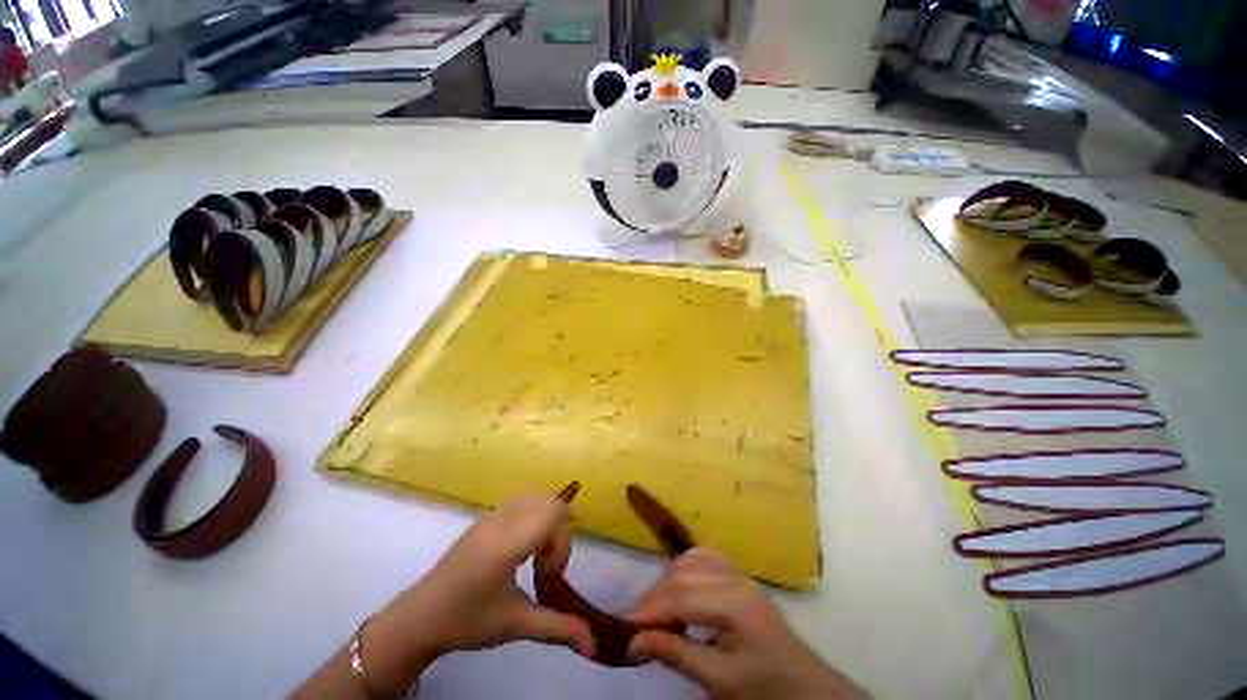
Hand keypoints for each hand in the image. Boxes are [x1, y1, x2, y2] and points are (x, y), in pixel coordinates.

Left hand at [361, 495, 594, 692]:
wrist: (419, 618)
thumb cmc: (468, 622)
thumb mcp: (516, 625)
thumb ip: (559, 628)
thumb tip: (594, 645)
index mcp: (508, 543)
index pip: (553, 511)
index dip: (563, 539)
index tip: (551, 571)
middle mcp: (501, 520)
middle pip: (547, 500)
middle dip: (557, 529)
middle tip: (546, 564)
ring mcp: (490, 515)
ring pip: (534, 496)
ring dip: (545, 519)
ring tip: (535, 553)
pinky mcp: (484, 517)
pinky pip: (520, 501)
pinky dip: (532, 515)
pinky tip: (521, 547)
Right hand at [627, 548, 866, 699]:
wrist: (805, 687)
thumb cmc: (765, 688)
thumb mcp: (720, 680)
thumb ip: (677, 654)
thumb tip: (634, 640)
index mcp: (735, 603)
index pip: (681, 597)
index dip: (649, 610)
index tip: (624, 626)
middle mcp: (734, 578)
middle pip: (683, 575)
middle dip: (655, 597)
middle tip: (636, 623)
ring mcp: (737, 573)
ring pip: (690, 561)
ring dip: (668, 581)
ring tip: (656, 610)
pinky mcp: (737, 576)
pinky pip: (704, 558)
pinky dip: (684, 569)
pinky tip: (679, 587)